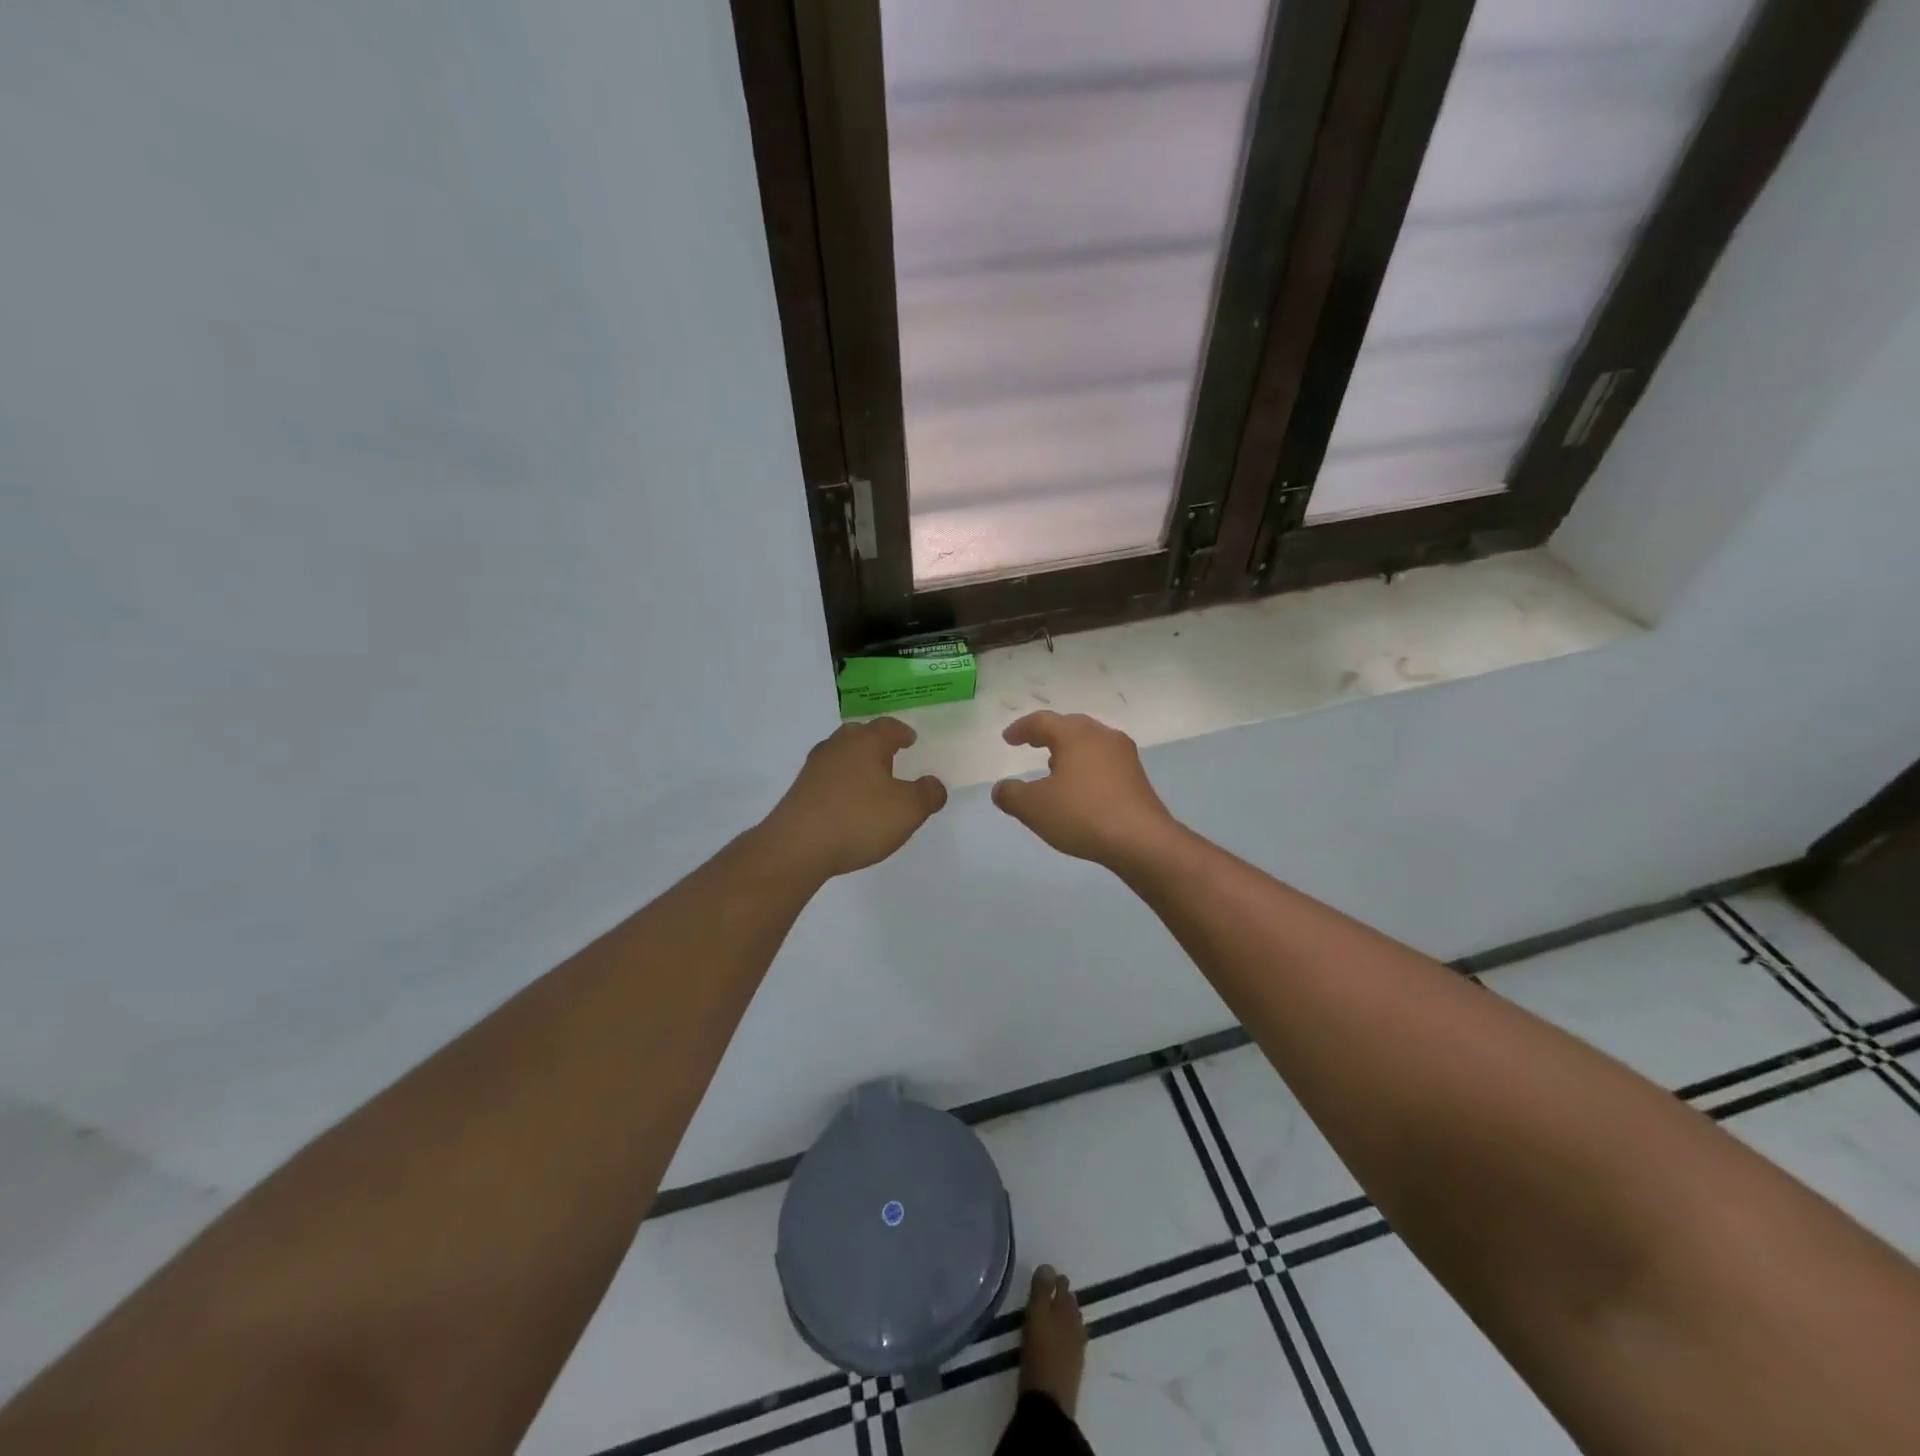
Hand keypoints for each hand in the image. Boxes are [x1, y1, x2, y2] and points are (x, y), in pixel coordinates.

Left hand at [762, 719, 947, 878]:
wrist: (797, 847)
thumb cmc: (859, 820)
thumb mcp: (908, 810)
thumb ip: (928, 794)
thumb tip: (934, 784)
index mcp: (867, 743)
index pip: (888, 726)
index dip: (902, 732)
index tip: (910, 740)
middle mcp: (838, 747)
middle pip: (858, 734)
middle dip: (874, 741)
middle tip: (889, 755)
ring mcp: (814, 768)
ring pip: (839, 754)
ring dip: (855, 762)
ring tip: (869, 780)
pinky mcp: (799, 791)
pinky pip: (826, 777)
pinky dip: (840, 782)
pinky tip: (847, 802)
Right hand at [991, 711, 1177, 866]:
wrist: (1142, 840)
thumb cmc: (1082, 814)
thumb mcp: (1034, 807)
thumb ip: (1011, 795)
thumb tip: (1001, 788)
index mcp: (1075, 735)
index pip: (1042, 721)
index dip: (1021, 728)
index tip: (1007, 739)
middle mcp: (1102, 736)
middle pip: (1070, 726)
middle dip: (1047, 733)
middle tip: (1031, 743)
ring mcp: (1124, 755)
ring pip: (1090, 742)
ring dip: (1069, 749)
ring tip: (1054, 765)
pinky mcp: (1137, 776)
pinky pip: (1104, 761)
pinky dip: (1086, 765)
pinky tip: (1081, 787)